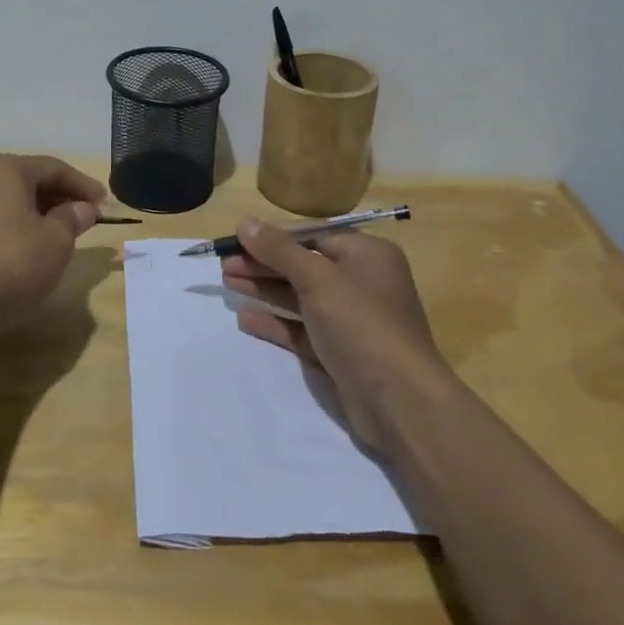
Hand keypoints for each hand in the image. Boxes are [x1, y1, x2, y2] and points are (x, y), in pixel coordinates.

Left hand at [0, 153, 106, 315]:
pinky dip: (19, 228)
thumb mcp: (57, 239)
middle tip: (88, 217)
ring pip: (11, 202)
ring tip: (65, 234)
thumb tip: (83, 208)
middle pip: (29, 181)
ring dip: (41, 214)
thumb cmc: (14, 260)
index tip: (106, 202)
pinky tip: (34, 248)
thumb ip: (73, 218)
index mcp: (3, 168)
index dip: (83, 184)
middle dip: (61, 198)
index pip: (53, 168)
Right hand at [221, 219, 445, 444]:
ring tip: (227, 283)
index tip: (236, 239)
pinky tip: (245, 318)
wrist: (400, 402)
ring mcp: (352, 320)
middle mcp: (362, 282)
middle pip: (303, 265)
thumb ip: (280, 250)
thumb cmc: (362, 324)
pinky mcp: (341, 353)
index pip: (312, 235)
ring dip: (265, 289)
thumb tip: (246, 223)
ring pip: (300, 297)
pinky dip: (276, 322)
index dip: (273, 236)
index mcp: (367, 255)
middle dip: (263, 263)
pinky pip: (302, 329)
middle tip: (223, 265)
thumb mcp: (318, 278)